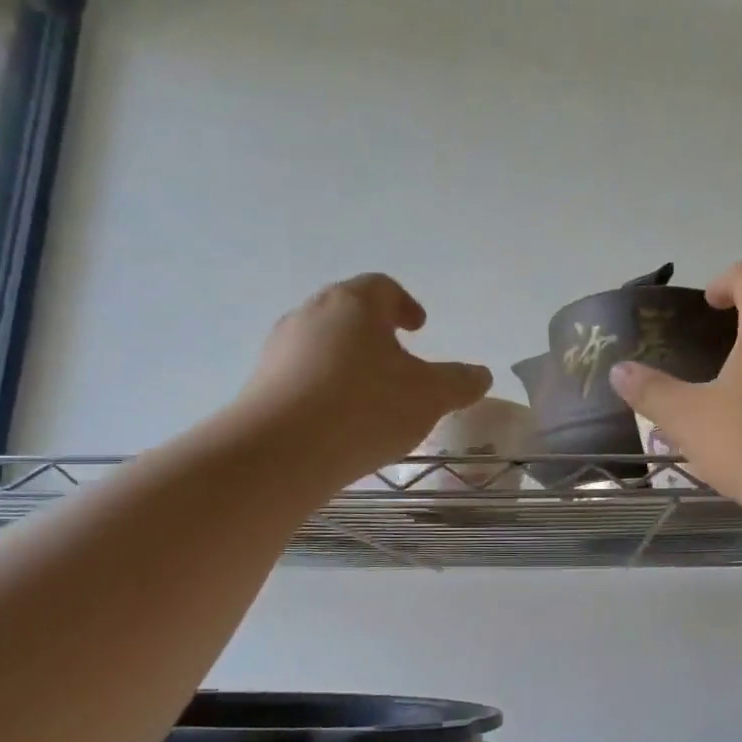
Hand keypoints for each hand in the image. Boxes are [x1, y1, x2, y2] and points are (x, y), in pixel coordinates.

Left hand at [233, 274, 491, 481]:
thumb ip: (459, 382)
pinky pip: (303, 375)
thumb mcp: (430, 397)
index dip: (405, 304)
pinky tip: (341, 420)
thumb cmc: (365, 408)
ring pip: (323, 343)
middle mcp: (311, 314)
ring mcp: (280, 348)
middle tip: (398, 357)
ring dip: (349, 360)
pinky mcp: (261, 383)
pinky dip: (326, 386)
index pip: (382, 287)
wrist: (279, 454)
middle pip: (348, 312)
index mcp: (354, 304)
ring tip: (371, 394)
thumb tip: (481, 375)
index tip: (419, 327)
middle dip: (375, 332)